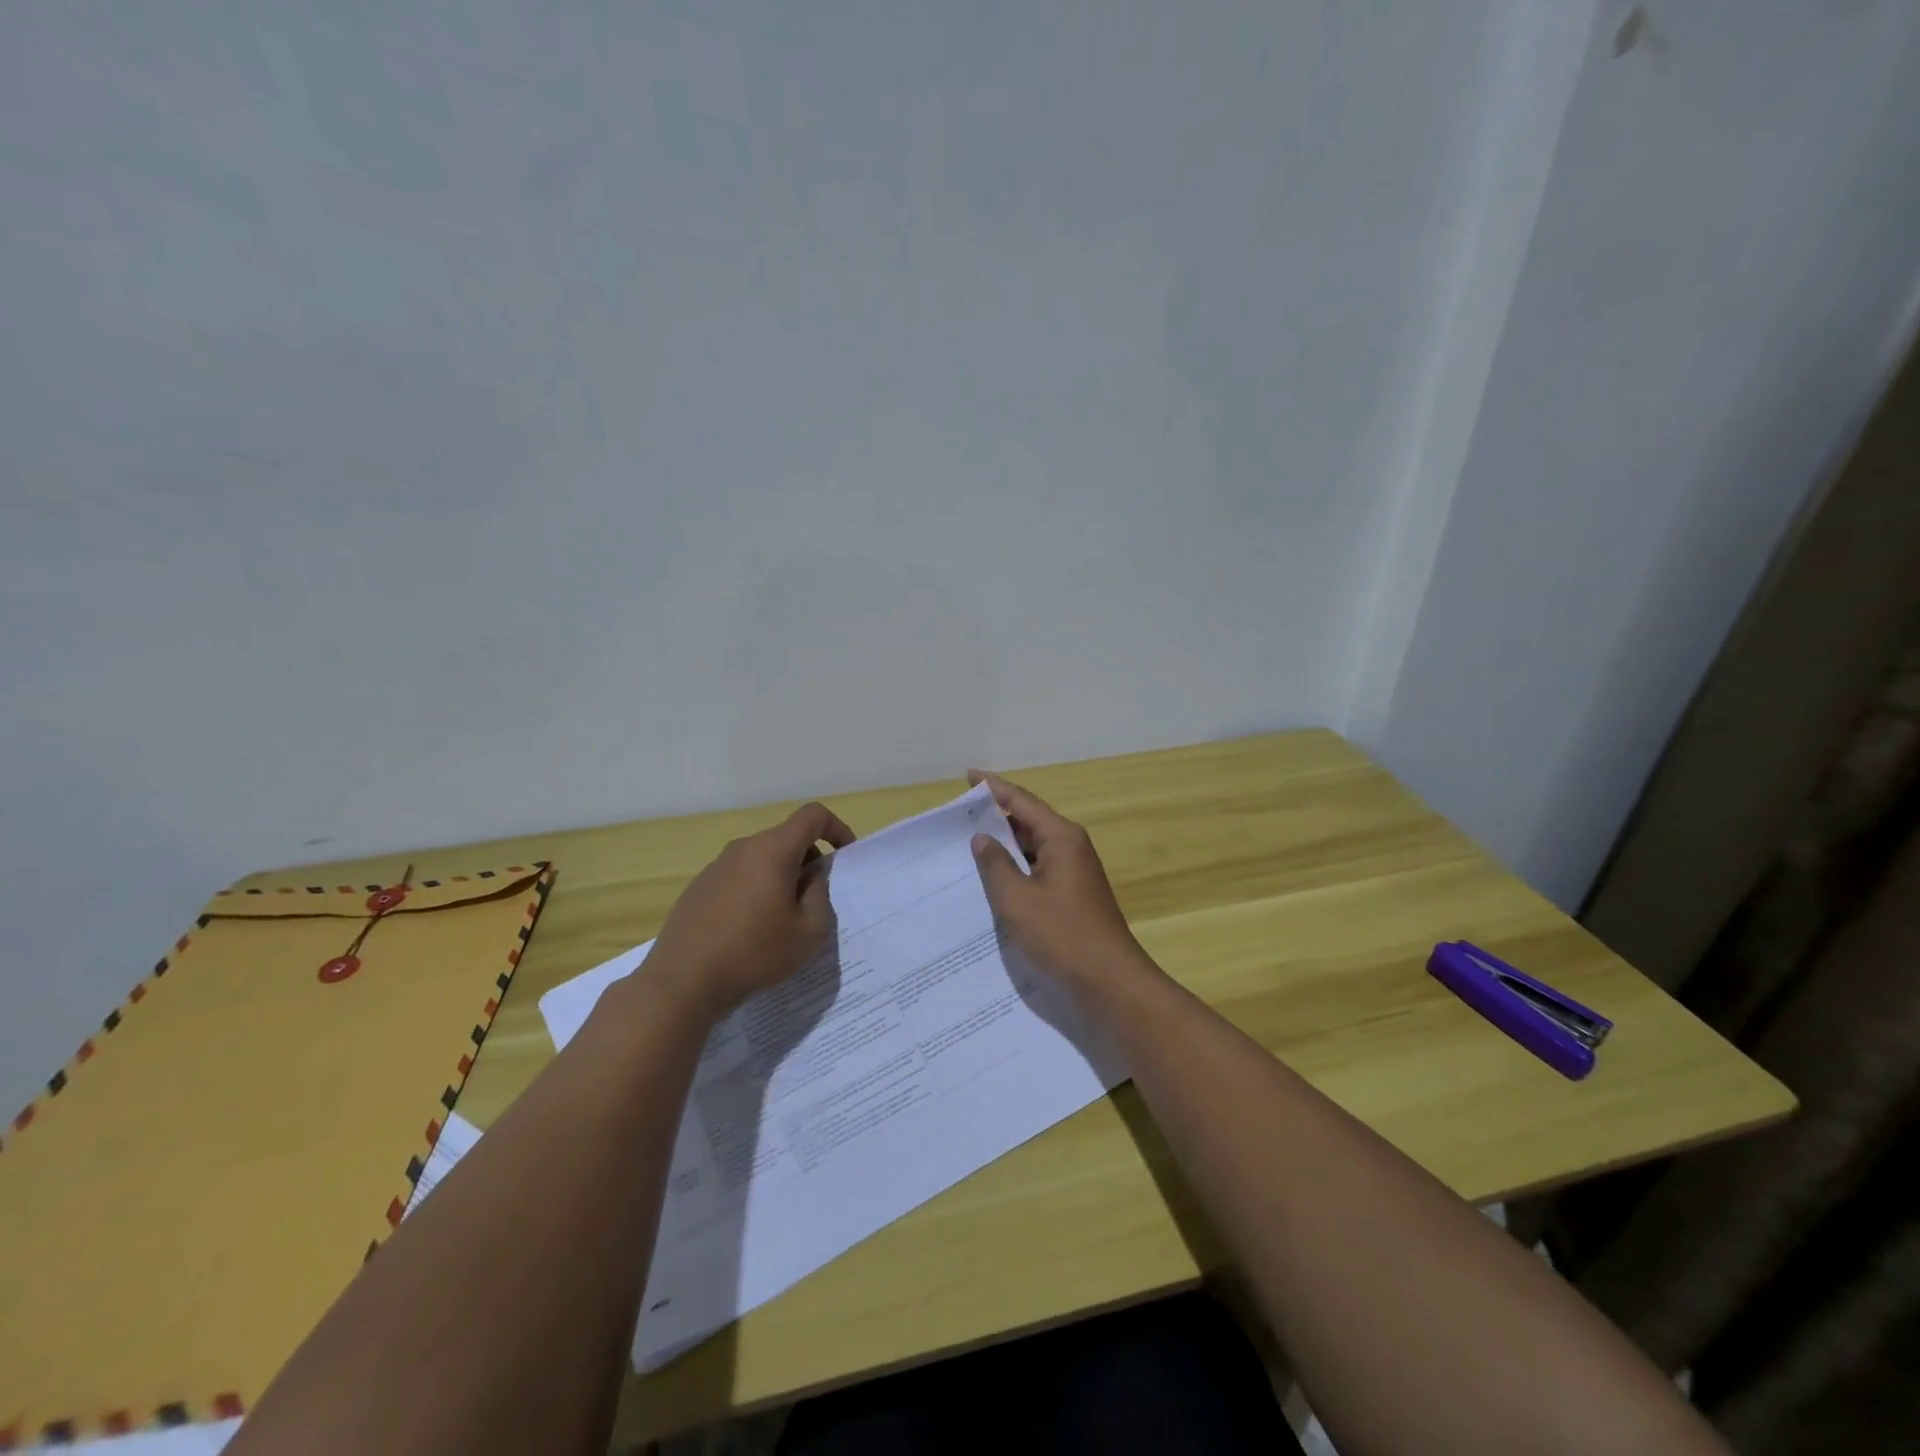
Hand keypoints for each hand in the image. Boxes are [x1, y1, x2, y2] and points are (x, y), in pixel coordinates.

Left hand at [648, 801, 855, 1018]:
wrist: (682, 982)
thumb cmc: (754, 953)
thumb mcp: (808, 932)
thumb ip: (820, 896)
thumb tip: (811, 878)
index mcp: (773, 851)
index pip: (812, 816)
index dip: (836, 827)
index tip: (844, 856)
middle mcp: (743, 848)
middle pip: (786, 838)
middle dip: (808, 859)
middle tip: (814, 899)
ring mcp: (716, 866)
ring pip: (761, 858)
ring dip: (781, 876)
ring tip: (782, 918)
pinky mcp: (698, 886)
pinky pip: (739, 875)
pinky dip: (755, 889)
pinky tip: (749, 929)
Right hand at [967, 770, 1155, 999]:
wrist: (1109, 981)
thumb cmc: (1062, 935)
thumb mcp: (1017, 899)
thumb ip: (995, 865)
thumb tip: (982, 839)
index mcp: (1061, 837)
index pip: (1021, 801)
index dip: (993, 787)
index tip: (968, 776)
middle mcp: (1071, 846)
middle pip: (1028, 821)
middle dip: (996, 817)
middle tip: (959, 816)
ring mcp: (1074, 871)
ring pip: (1033, 847)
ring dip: (1005, 845)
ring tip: (967, 844)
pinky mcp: (1073, 894)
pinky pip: (1038, 869)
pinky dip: (1016, 868)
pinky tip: (993, 879)